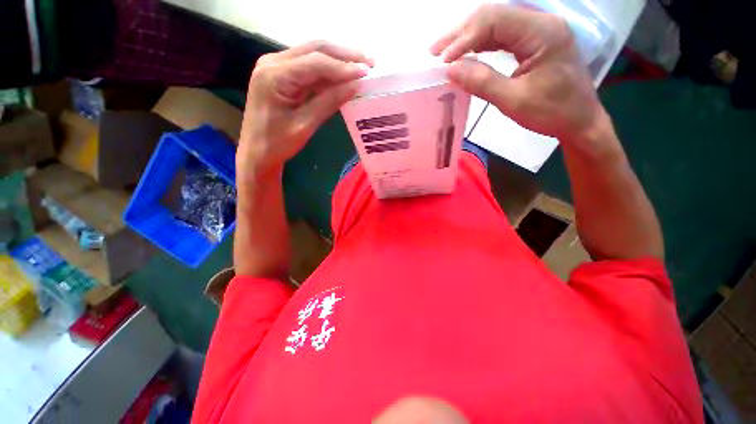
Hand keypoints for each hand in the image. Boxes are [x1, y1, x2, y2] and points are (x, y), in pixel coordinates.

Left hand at [238, 41, 371, 176]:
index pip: (315, 63)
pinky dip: (328, 72)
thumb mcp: (304, 125)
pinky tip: (343, 77)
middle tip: (369, 62)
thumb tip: (355, 86)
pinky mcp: (282, 75)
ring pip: (313, 55)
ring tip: (361, 67)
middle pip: (315, 49)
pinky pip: (308, 68)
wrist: (256, 152)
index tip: (366, 73)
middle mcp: (273, 62)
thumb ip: (328, 102)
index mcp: (275, 75)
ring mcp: (276, 66)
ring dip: (338, 61)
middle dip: (344, 55)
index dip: (343, 67)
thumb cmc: (277, 143)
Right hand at [430, 4, 606, 142]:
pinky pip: (501, 37)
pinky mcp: (532, 43)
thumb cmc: (552, 113)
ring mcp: (537, 31)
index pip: (495, 20)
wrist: (579, 120)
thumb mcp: (514, 101)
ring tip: (444, 54)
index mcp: (542, 32)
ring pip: (494, 25)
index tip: (443, 61)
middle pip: (493, 16)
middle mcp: (540, 23)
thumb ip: (482, 82)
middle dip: (461, 33)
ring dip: (467, 38)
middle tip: (435, 53)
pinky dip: (479, 46)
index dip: (464, 38)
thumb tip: (451, 70)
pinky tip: (465, 56)